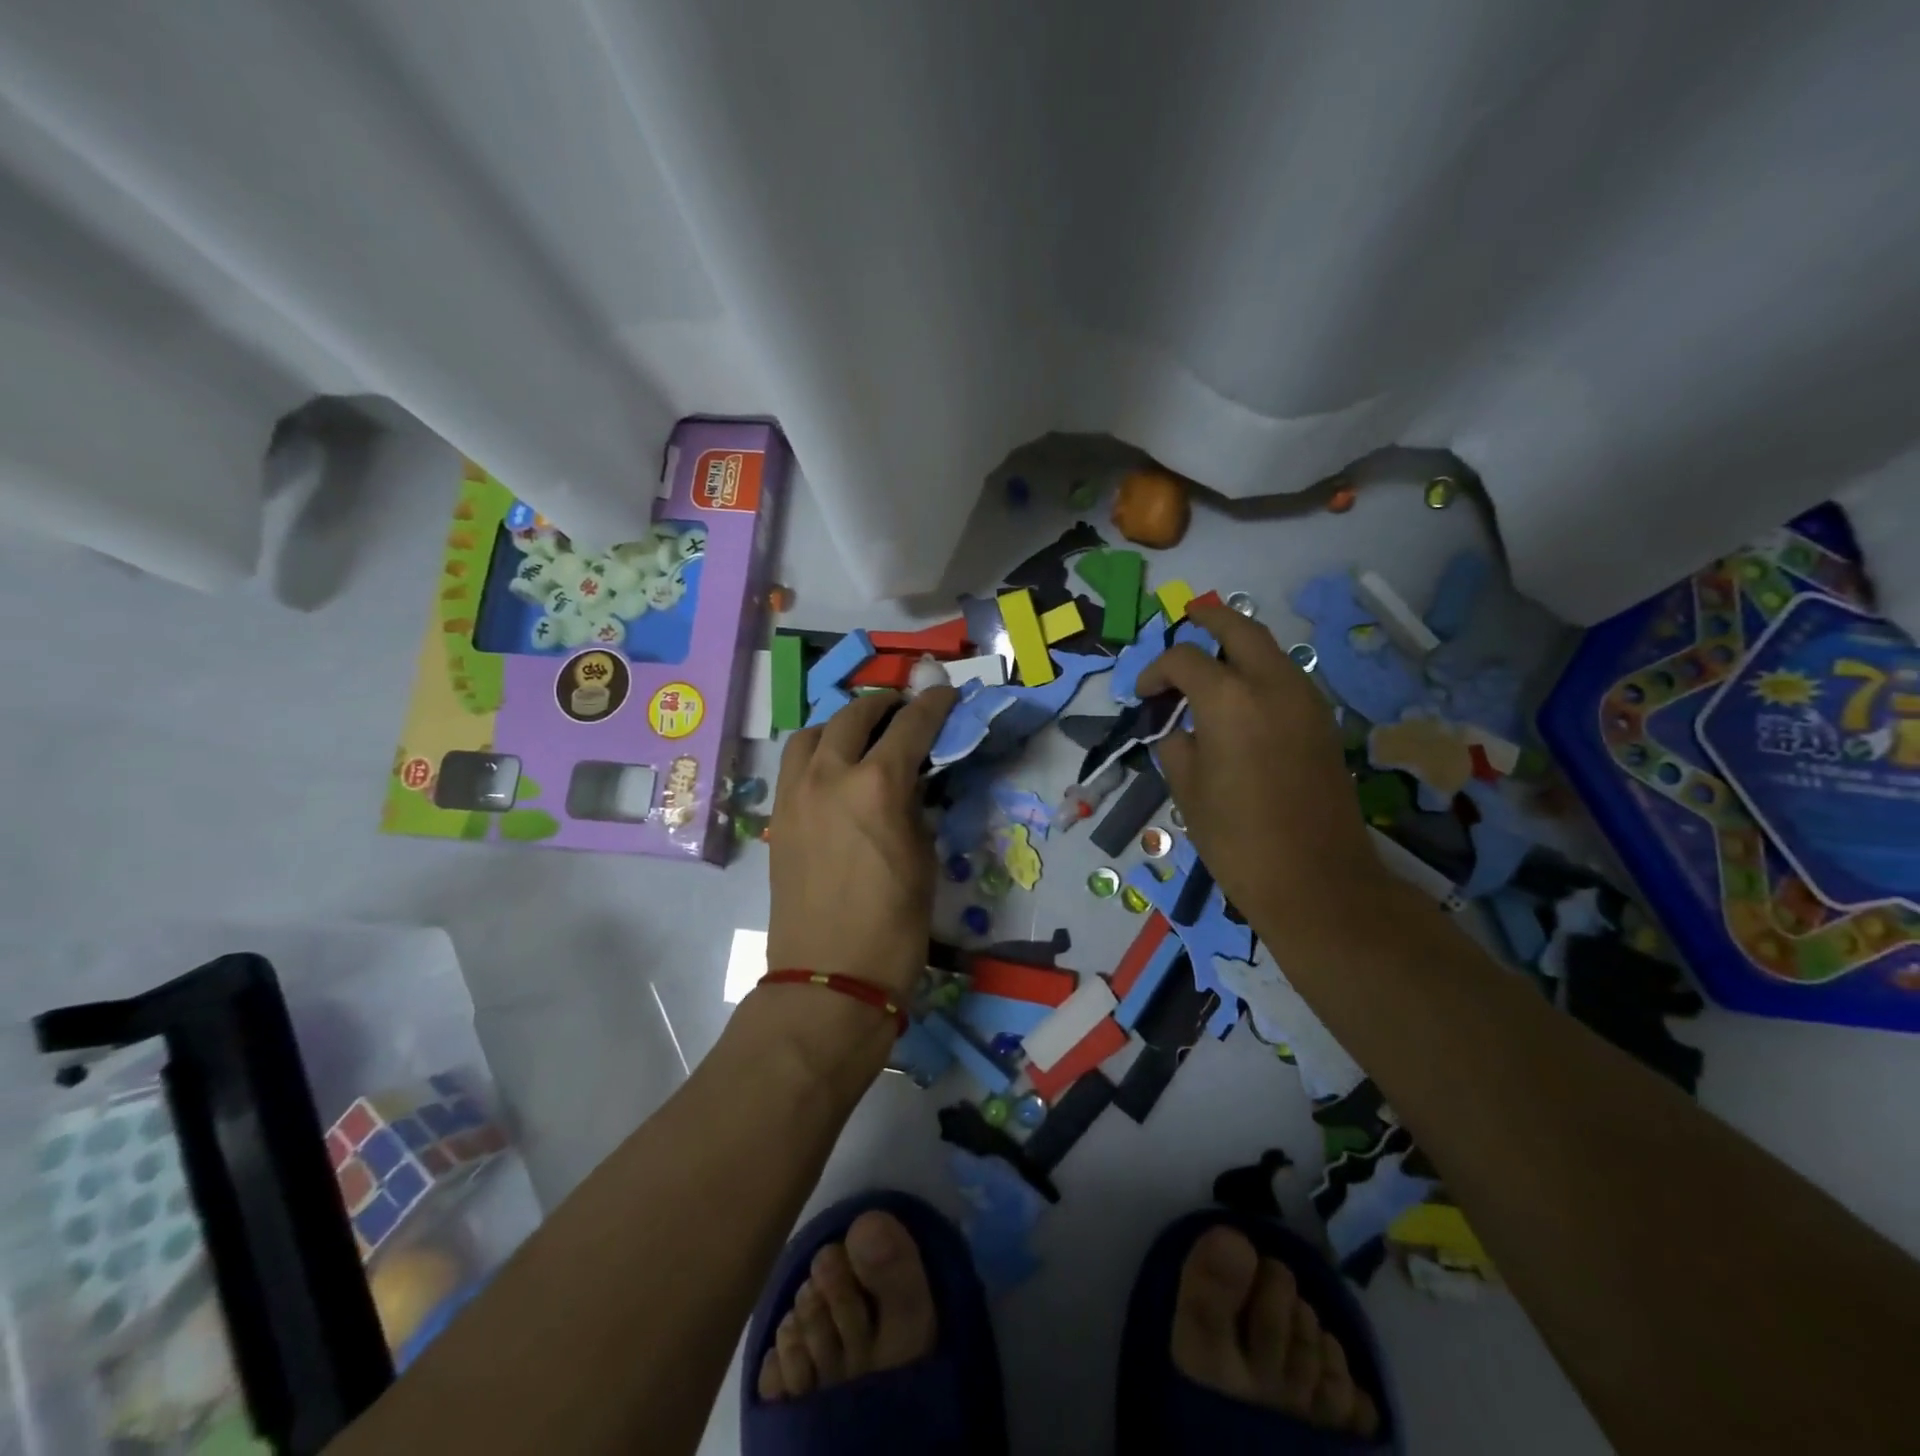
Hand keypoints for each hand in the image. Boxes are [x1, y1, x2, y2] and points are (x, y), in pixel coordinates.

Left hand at [766, 688, 957, 999]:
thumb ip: (915, 807)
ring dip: (840, 723)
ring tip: (860, 736)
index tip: (944, 694)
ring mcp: (796, 794)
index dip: (932, 705)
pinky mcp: (778, 817)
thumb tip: (910, 783)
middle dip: (883, 704)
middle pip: (854, 716)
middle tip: (903, 709)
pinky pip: (794, 765)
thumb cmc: (894, 924)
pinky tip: (833, 770)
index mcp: (877, 785)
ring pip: (812, 733)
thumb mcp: (923, 857)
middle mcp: (830, 776)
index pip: (910, 725)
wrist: (830, 976)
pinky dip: (816, 752)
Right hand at [1138, 605, 1387, 950]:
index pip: (1185, 660)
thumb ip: (1177, 745)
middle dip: (1209, 620)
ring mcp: (1306, 701)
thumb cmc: (1237, 839)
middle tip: (1188, 619)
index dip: (1156, 671)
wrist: (1315, 879)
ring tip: (1212, 662)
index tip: (1143, 696)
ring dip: (1239, 646)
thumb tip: (1181, 730)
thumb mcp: (1187, 790)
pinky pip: (1287, 677)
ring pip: (1270, 650)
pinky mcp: (1323, 723)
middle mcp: (1273, 686)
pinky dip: (1260, 672)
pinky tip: (1242, 699)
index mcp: (1230, 701)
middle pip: (1239, 630)